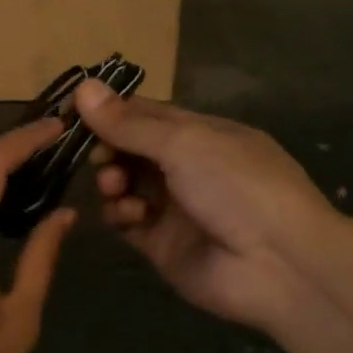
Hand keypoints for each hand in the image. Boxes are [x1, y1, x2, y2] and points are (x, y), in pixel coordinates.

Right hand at [74, 80, 343, 331]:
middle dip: (107, 148)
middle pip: (129, 148)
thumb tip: (81, 86)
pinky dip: (120, 214)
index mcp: (199, 132)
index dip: (107, 111)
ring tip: (114, 186)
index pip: (142, 113)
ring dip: (112, 180)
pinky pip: (127, 221)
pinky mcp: (162, 244)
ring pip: (124, 184)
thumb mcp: (183, 142)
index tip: (70, 112)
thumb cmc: (237, 185)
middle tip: (99, 157)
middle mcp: (185, 166)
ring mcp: (173, 206)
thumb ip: (128, 123)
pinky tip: (130, 215)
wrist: (281, 266)